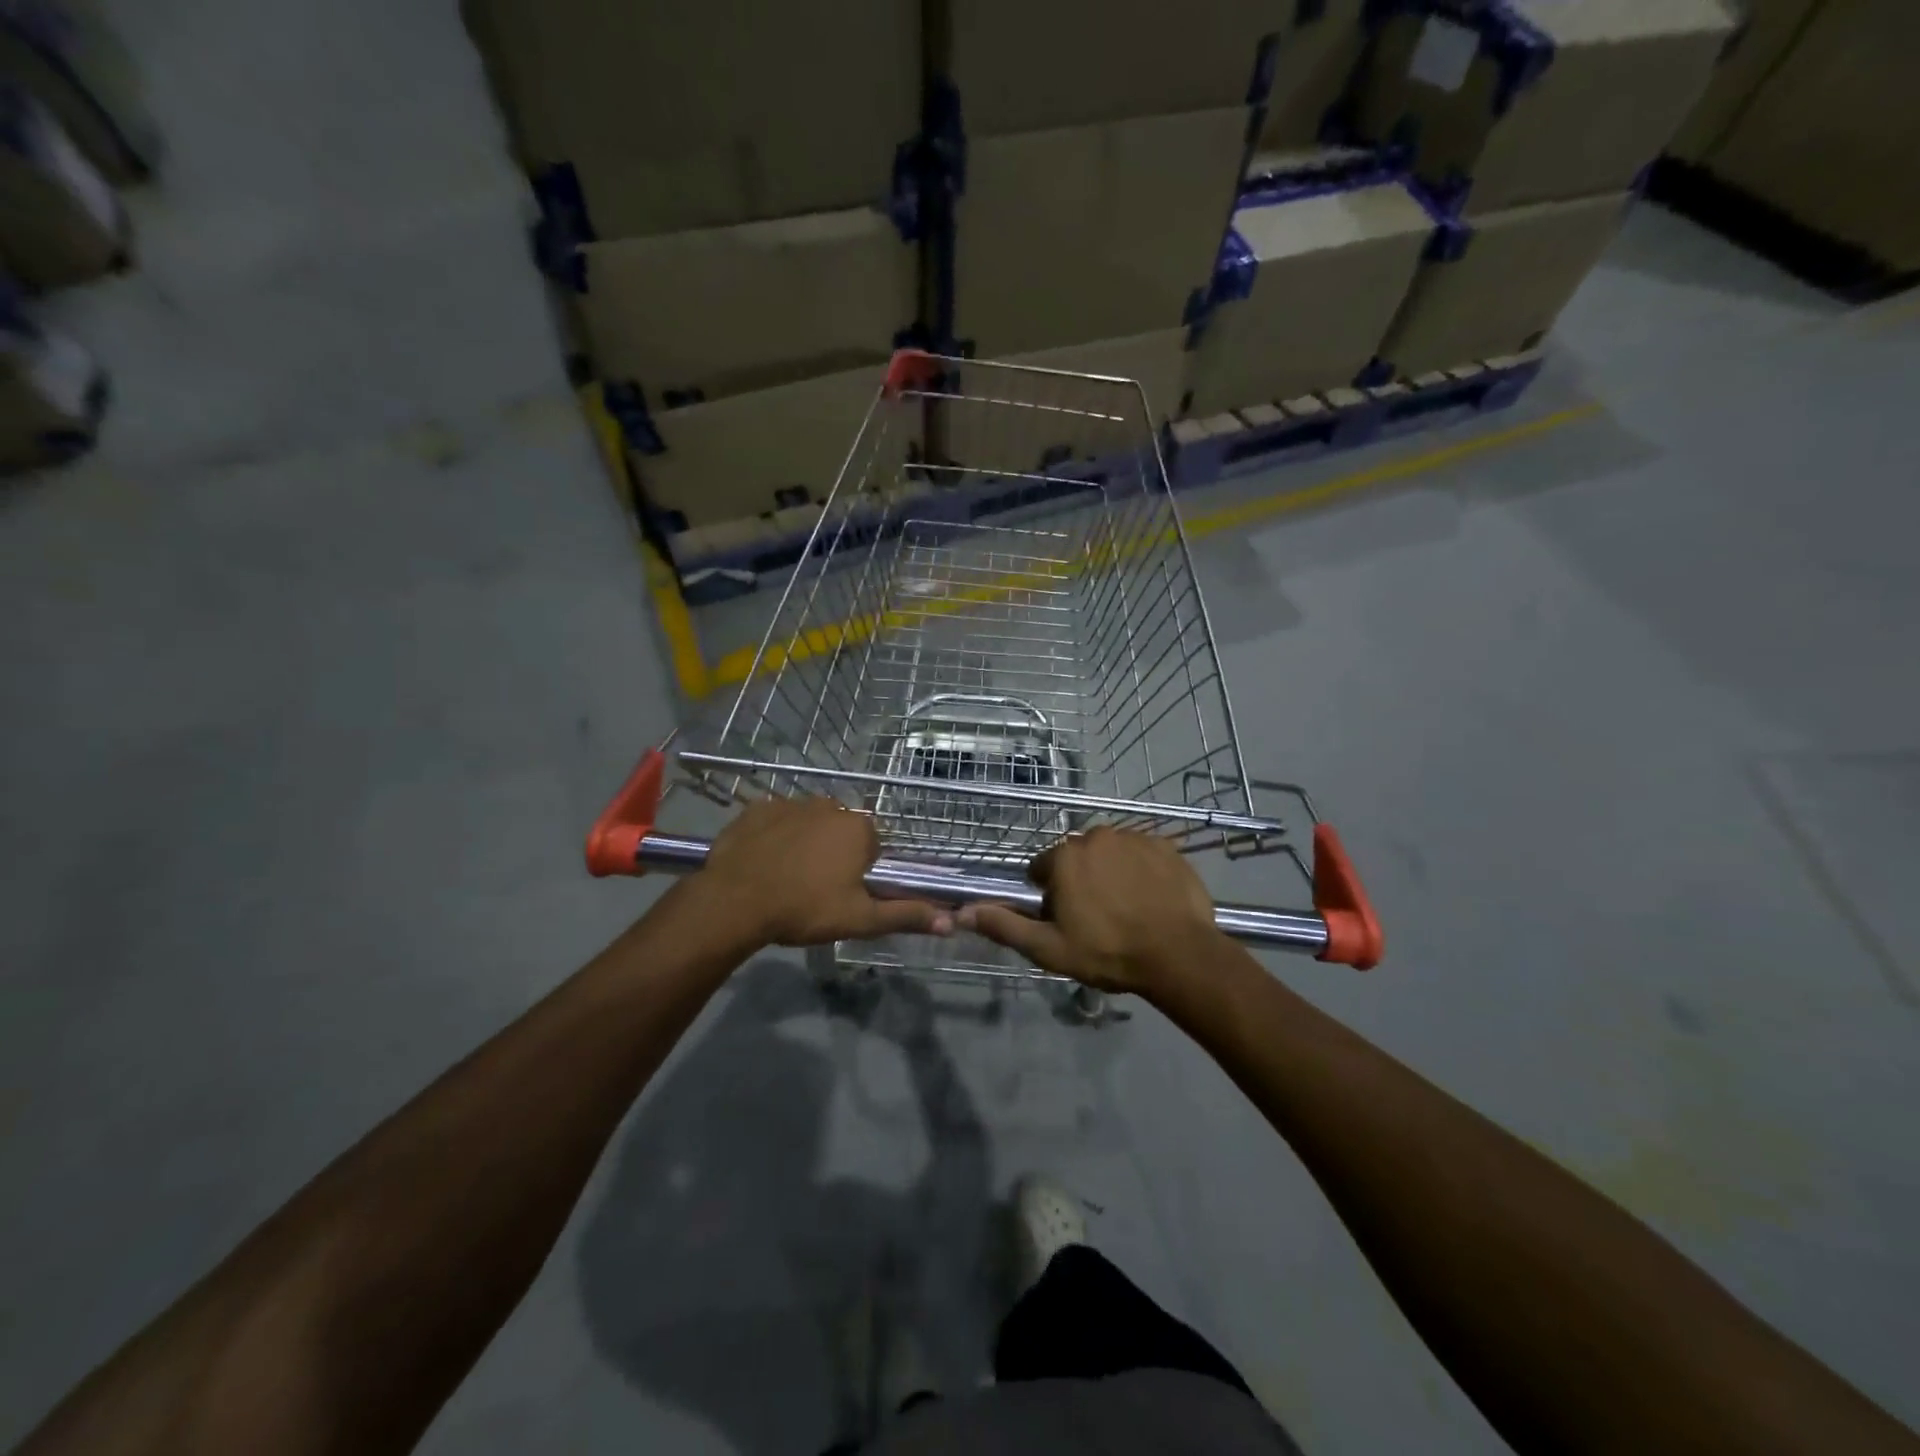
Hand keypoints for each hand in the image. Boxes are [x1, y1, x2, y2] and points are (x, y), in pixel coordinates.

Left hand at [698, 798, 952, 947]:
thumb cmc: (804, 909)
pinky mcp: (757, 807)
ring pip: (809, 823)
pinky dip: (774, 836)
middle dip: (834, 854)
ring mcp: (791, 802)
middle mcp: (830, 804)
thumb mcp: (860, 919)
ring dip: (805, 843)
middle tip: (815, 890)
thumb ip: (906, 916)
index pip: (872, 847)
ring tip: (786, 877)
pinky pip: (776, 820)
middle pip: (841, 831)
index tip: (842, 894)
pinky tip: (763, 862)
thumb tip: (951, 922)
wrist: (734, 901)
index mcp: (859, 828)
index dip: (860, 873)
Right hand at [958, 828, 1217, 995]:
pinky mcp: (1165, 845)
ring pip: (1110, 853)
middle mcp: (1095, 836)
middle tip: (1096, 918)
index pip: (1042, 869)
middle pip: (1076, 858)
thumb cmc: (1107, 952)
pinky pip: (1142, 854)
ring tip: (1126, 910)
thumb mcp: (1048, 948)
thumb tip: (963, 912)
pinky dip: (1141, 870)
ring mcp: (1134, 837)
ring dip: (1110, 873)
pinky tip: (1150, 899)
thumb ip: (1004, 926)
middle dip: (1079, 881)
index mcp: (1064, 857)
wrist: (1178, 954)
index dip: (1049, 896)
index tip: (1065, 920)